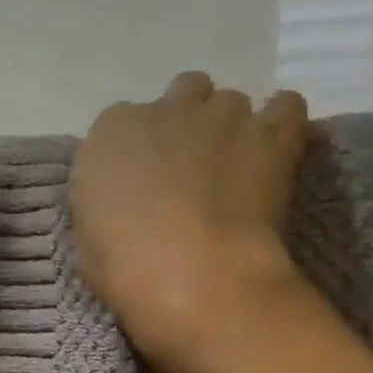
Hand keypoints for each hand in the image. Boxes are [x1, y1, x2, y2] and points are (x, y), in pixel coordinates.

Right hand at [71, 73, 309, 372]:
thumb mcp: (87, 231)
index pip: (123, 122)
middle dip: (186, 122)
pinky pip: (285, 106)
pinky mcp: (272, 134)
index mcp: (111, 130)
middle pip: (182, 94)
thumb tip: (123, 197)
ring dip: (229, 127)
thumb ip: (104, 197)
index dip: (137, 150)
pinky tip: (275, 148)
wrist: (193, 277)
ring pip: (230, 102)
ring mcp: (222, 115)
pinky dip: (281, 121)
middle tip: (190, 166)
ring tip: (235, 166)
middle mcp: (165, 108)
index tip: (142, 180)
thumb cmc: (124, 265)